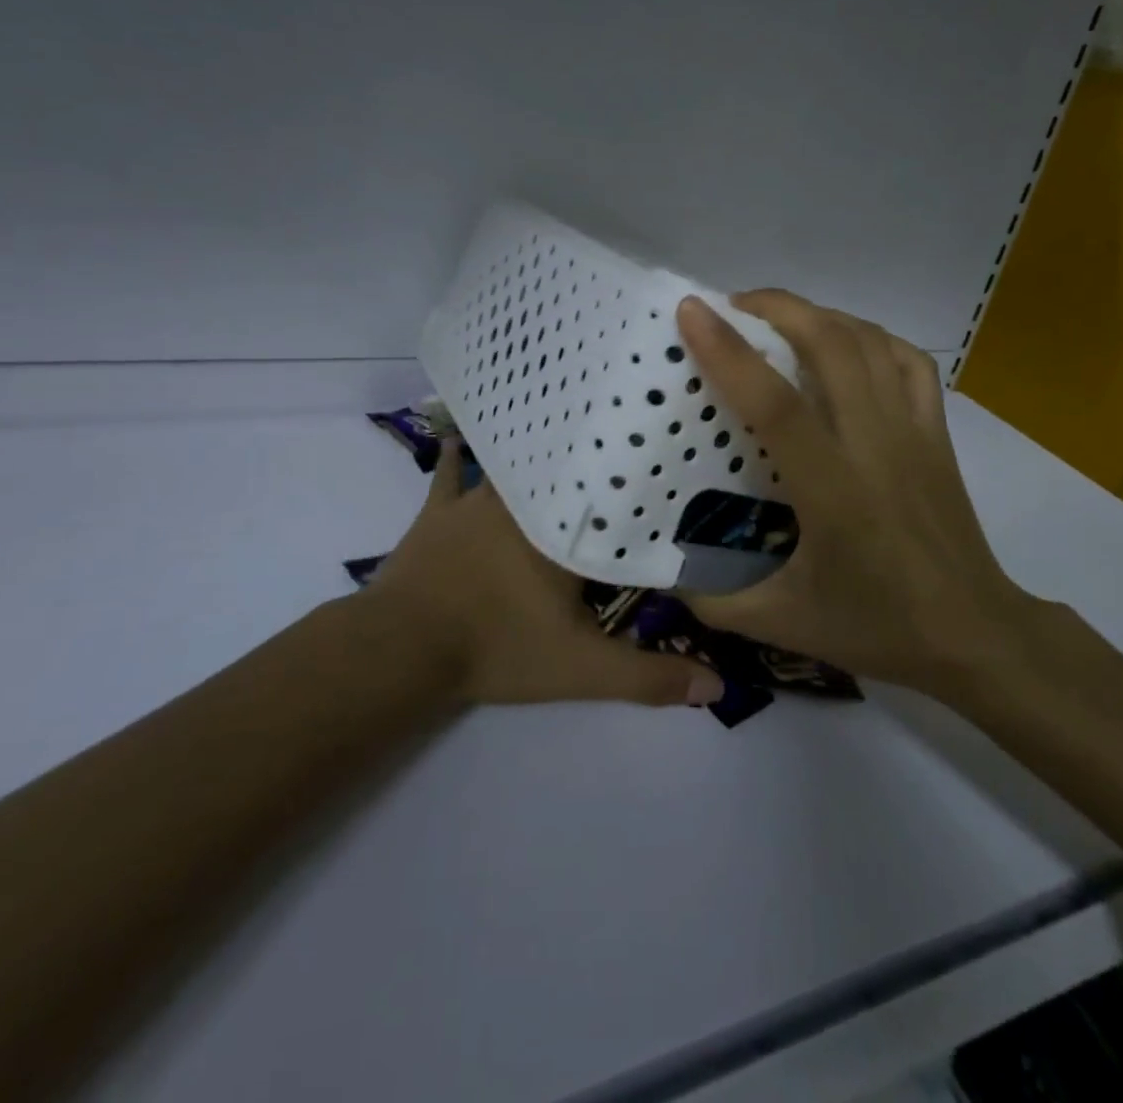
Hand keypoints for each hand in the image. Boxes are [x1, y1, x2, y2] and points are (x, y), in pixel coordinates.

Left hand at [367, 440, 725, 708]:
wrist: (404, 647)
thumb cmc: (498, 647)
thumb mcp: (582, 669)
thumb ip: (648, 678)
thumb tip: (719, 689)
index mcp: (565, 532)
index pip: (613, 504)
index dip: (641, 493)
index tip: (668, 474)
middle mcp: (525, 503)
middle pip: (566, 476)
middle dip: (591, 467)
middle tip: (618, 447)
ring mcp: (478, 501)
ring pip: (514, 467)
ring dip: (534, 459)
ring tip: (557, 434)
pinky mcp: (439, 511)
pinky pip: (450, 475)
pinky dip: (458, 459)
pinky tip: (460, 438)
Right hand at [677, 291, 1052, 693]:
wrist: (974, 634)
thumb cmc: (878, 627)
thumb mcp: (783, 623)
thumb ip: (714, 603)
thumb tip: (662, 575)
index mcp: (832, 490)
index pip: (776, 403)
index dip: (730, 351)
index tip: (693, 310)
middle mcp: (875, 445)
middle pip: (831, 345)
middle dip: (778, 307)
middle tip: (733, 305)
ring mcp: (914, 432)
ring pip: (870, 343)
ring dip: (820, 314)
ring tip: (780, 317)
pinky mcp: (938, 433)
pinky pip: (908, 362)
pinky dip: (872, 336)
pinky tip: (847, 343)